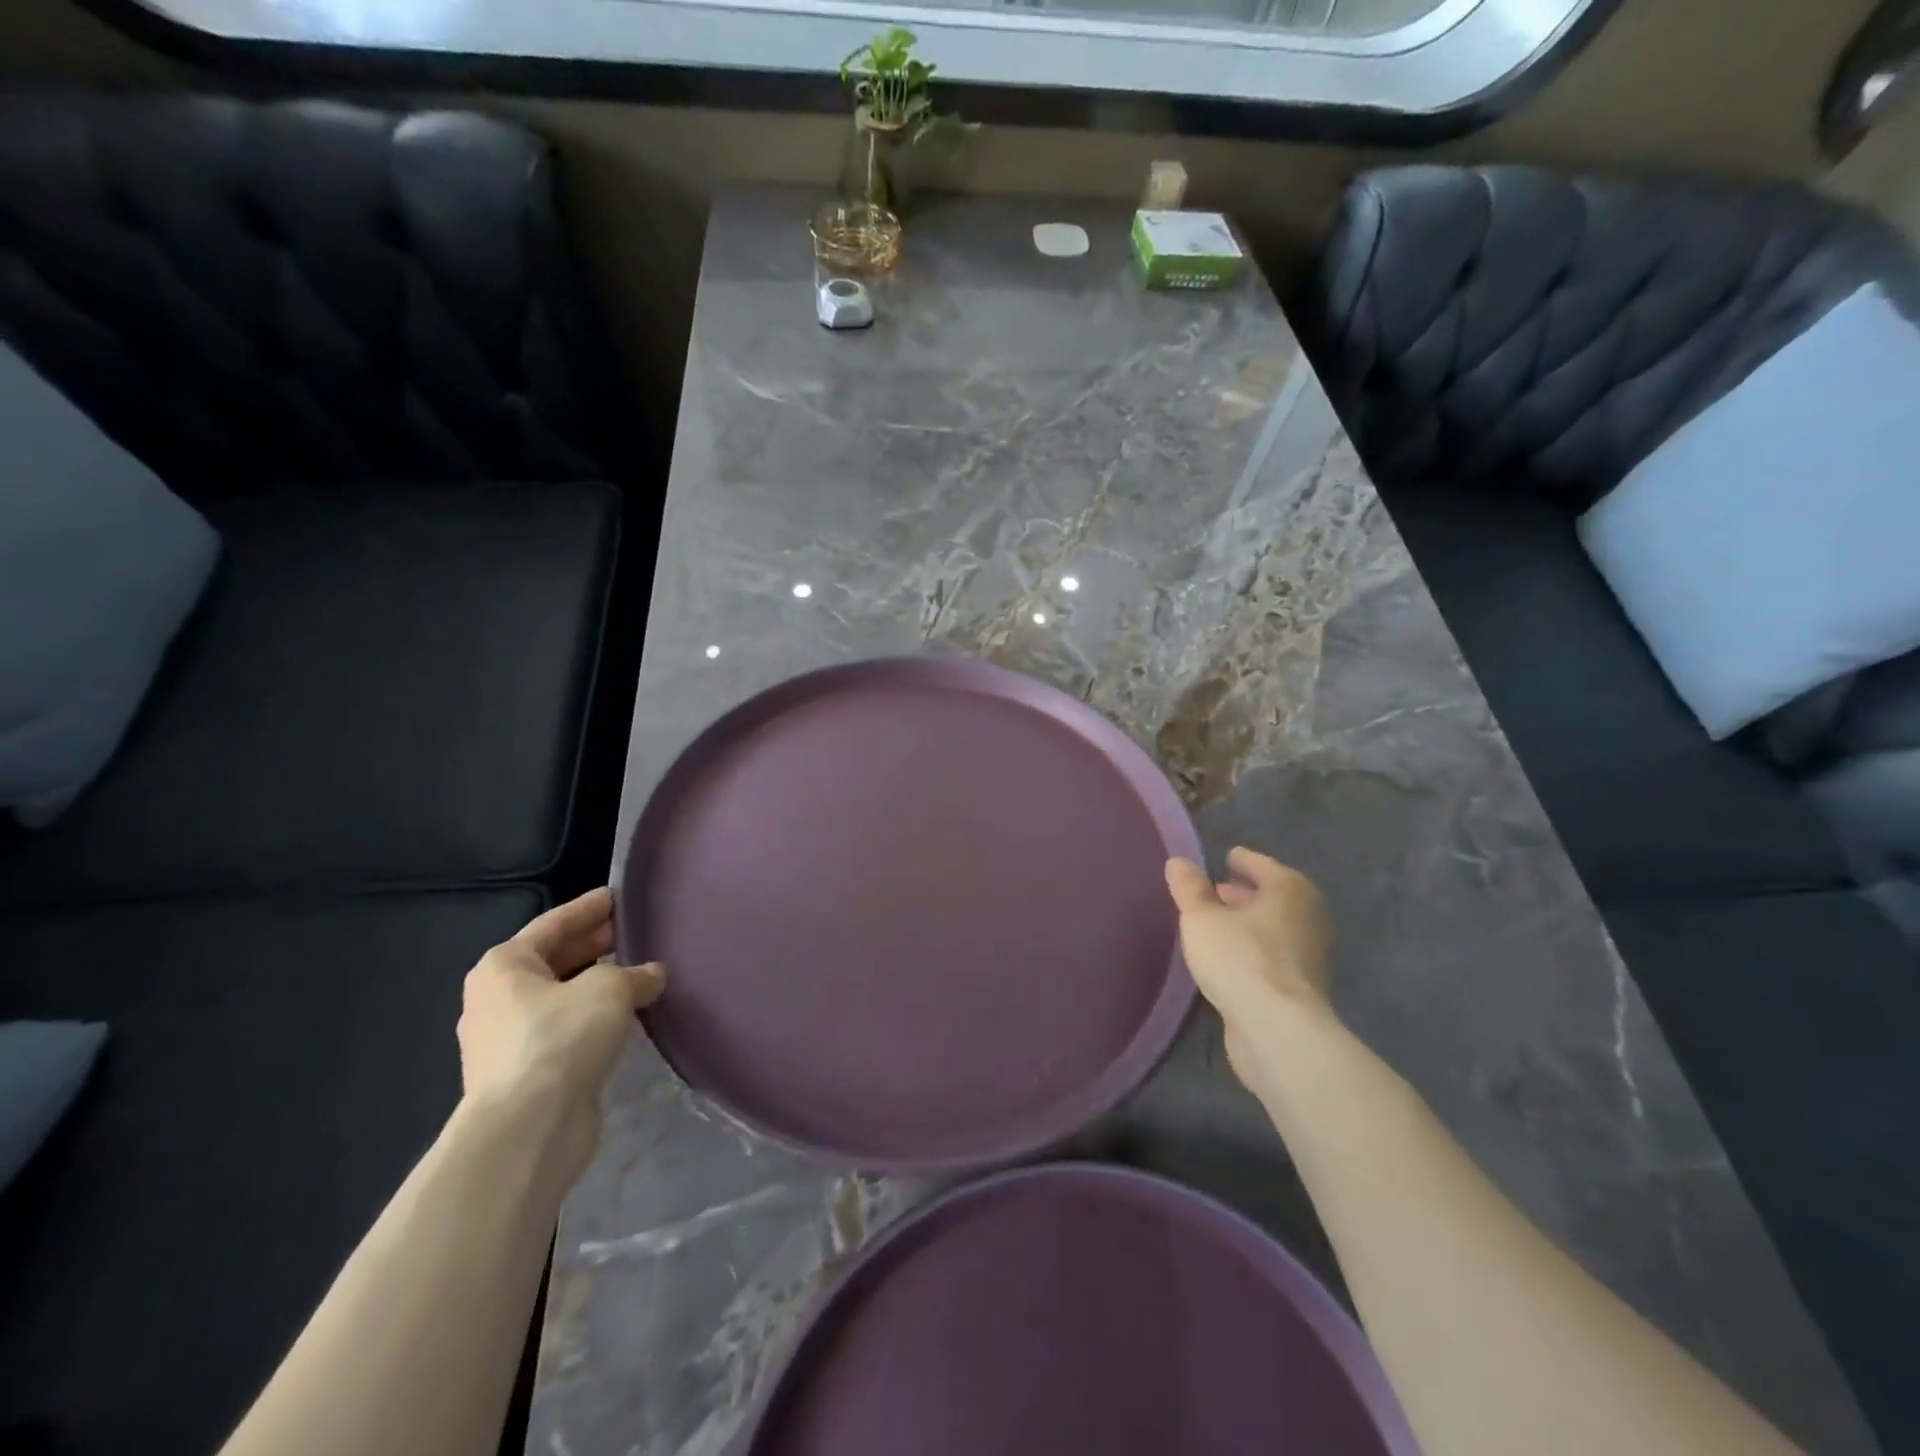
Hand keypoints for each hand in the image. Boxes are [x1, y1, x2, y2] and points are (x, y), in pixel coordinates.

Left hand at [457, 887, 664, 1180]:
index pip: (554, 923)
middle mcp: (496, 999)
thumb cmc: (561, 1038)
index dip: (588, 908)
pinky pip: (563, 1030)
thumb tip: (652, 975)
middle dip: (592, 945)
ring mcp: (505, 1040)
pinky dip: (591, 1017)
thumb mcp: (610, 989)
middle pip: (552, 960)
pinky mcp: (524, 1075)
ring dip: (593, 985)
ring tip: (634, 974)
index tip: (616, 896)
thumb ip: (635, 974)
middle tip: (630, 932)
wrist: (528, 1128)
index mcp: (504, 966)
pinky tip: (622, 1017)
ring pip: (559, 997)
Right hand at [1165, 848, 1333, 1096]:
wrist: (1277, 1030)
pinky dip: (1254, 951)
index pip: (1261, 864)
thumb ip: (1189, 888)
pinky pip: (1273, 956)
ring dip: (1249, 924)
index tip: (1224, 859)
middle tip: (1215, 892)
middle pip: (1272, 896)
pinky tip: (1229, 960)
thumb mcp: (1201, 918)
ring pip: (1274, 928)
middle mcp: (1308, 916)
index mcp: (1289, 889)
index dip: (1241, 860)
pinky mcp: (1302, 988)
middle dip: (1244, 893)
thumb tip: (1178, 862)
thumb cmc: (1240, 958)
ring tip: (1216, 926)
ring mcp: (1310, 955)